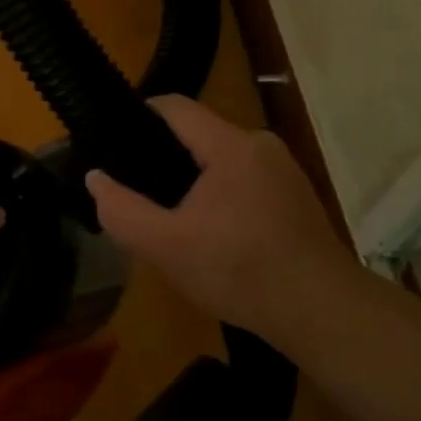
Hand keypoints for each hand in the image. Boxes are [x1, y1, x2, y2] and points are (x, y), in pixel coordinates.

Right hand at [83, 96, 353, 336]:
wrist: (324, 313)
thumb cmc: (241, 273)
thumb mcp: (166, 247)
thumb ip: (121, 210)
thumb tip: (95, 177)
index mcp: (231, 145)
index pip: (175, 106)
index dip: (139, 115)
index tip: (113, 142)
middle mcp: (260, 144)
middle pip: (198, 133)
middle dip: (164, 157)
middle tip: (138, 192)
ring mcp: (284, 169)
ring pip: (221, 158)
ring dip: (193, 180)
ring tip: (171, 216)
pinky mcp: (296, 194)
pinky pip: (245, 178)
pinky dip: (221, 194)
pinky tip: (214, 233)